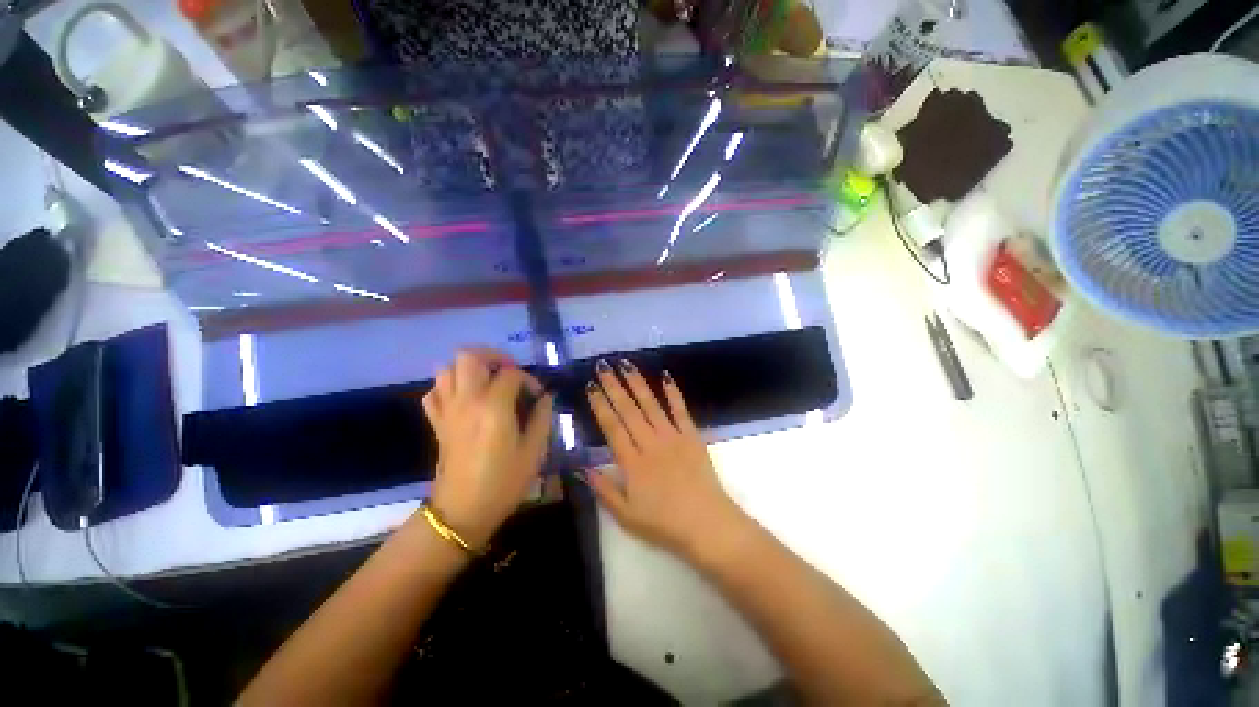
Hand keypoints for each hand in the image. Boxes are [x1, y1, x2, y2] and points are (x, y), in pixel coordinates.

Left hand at [421, 349, 552, 547]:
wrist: (463, 511)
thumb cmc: (504, 482)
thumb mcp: (534, 451)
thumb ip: (542, 418)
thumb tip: (545, 398)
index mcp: (494, 407)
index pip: (510, 374)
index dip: (528, 379)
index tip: (537, 396)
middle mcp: (467, 401)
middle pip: (469, 356)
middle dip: (493, 356)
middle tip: (509, 371)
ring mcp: (448, 411)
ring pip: (447, 369)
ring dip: (469, 369)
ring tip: (488, 382)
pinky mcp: (437, 423)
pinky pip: (435, 392)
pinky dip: (449, 387)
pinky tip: (465, 399)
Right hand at [584, 359, 743, 559]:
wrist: (707, 524)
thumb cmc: (664, 524)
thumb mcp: (626, 516)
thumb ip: (603, 490)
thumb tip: (581, 468)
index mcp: (632, 462)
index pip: (612, 427)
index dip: (600, 405)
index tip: (591, 387)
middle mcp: (650, 443)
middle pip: (629, 410)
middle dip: (614, 386)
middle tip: (603, 366)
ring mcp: (673, 437)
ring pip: (651, 404)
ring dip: (637, 383)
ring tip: (626, 364)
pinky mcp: (691, 436)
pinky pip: (680, 410)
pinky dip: (673, 393)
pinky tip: (665, 376)